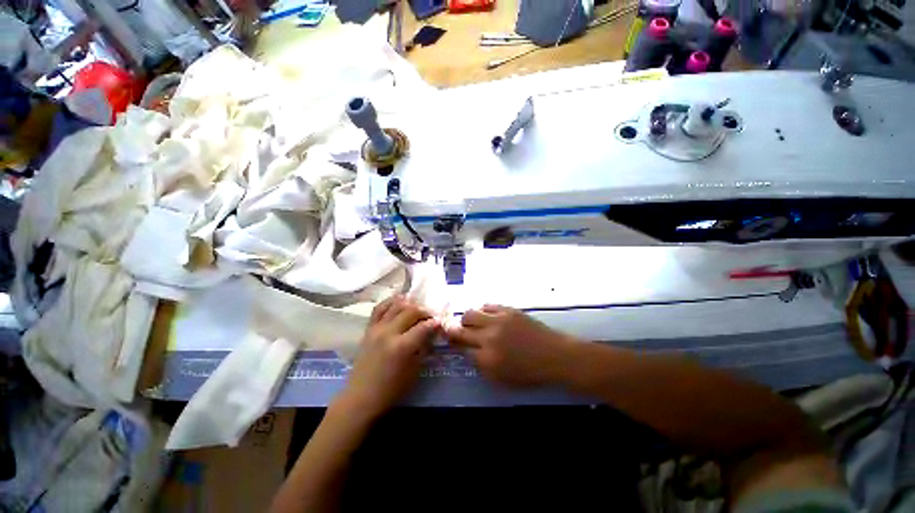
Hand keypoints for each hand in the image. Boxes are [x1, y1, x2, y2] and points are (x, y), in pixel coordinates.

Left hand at [339, 296, 438, 418]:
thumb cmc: (391, 389)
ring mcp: (377, 329)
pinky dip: (390, 301)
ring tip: (417, 307)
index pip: (424, 326)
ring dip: (410, 303)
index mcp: (402, 346)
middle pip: (411, 311)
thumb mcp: (414, 370)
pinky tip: (399, 301)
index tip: (441, 322)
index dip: (435, 322)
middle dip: (424, 310)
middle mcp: (389, 333)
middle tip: (431, 316)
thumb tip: (432, 333)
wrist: (361, 397)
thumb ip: (424, 348)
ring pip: (396, 305)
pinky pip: (379, 308)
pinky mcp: (368, 329)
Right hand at [445, 305, 574, 386]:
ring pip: (470, 313)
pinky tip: (488, 316)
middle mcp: (489, 337)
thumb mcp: (502, 379)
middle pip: (461, 329)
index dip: (456, 345)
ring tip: (474, 323)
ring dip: (468, 320)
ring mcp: (498, 321)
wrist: (555, 356)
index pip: (461, 348)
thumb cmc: (530, 373)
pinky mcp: (507, 310)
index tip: (455, 343)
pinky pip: (486, 305)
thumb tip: (469, 352)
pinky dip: (483, 311)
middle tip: (459, 332)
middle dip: (456, 331)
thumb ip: (482, 366)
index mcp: (487, 359)